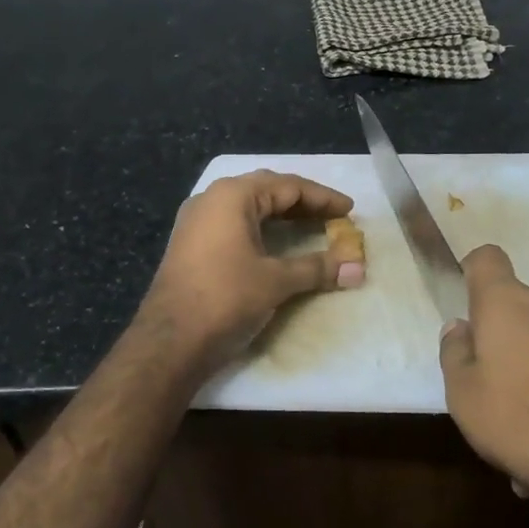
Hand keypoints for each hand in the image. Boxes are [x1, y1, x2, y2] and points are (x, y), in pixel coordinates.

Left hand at [139, 170, 362, 368]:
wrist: (170, 341)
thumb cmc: (226, 299)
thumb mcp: (277, 281)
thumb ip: (319, 268)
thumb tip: (358, 268)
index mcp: (232, 196)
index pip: (288, 186)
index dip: (322, 198)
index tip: (349, 211)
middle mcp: (211, 199)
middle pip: (267, 190)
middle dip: (302, 203)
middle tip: (332, 217)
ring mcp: (197, 222)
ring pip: (248, 207)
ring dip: (281, 215)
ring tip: (311, 226)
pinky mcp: (191, 244)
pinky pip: (234, 224)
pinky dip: (261, 229)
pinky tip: (275, 243)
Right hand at [439, 245, 528, 527]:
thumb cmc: (524, 420)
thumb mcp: (464, 396)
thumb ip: (455, 355)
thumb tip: (460, 328)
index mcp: (508, 304)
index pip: (487, 259)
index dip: (472, 272)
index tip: (467, 302)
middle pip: (520, 309)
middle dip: (506, 341)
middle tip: (494, 390)